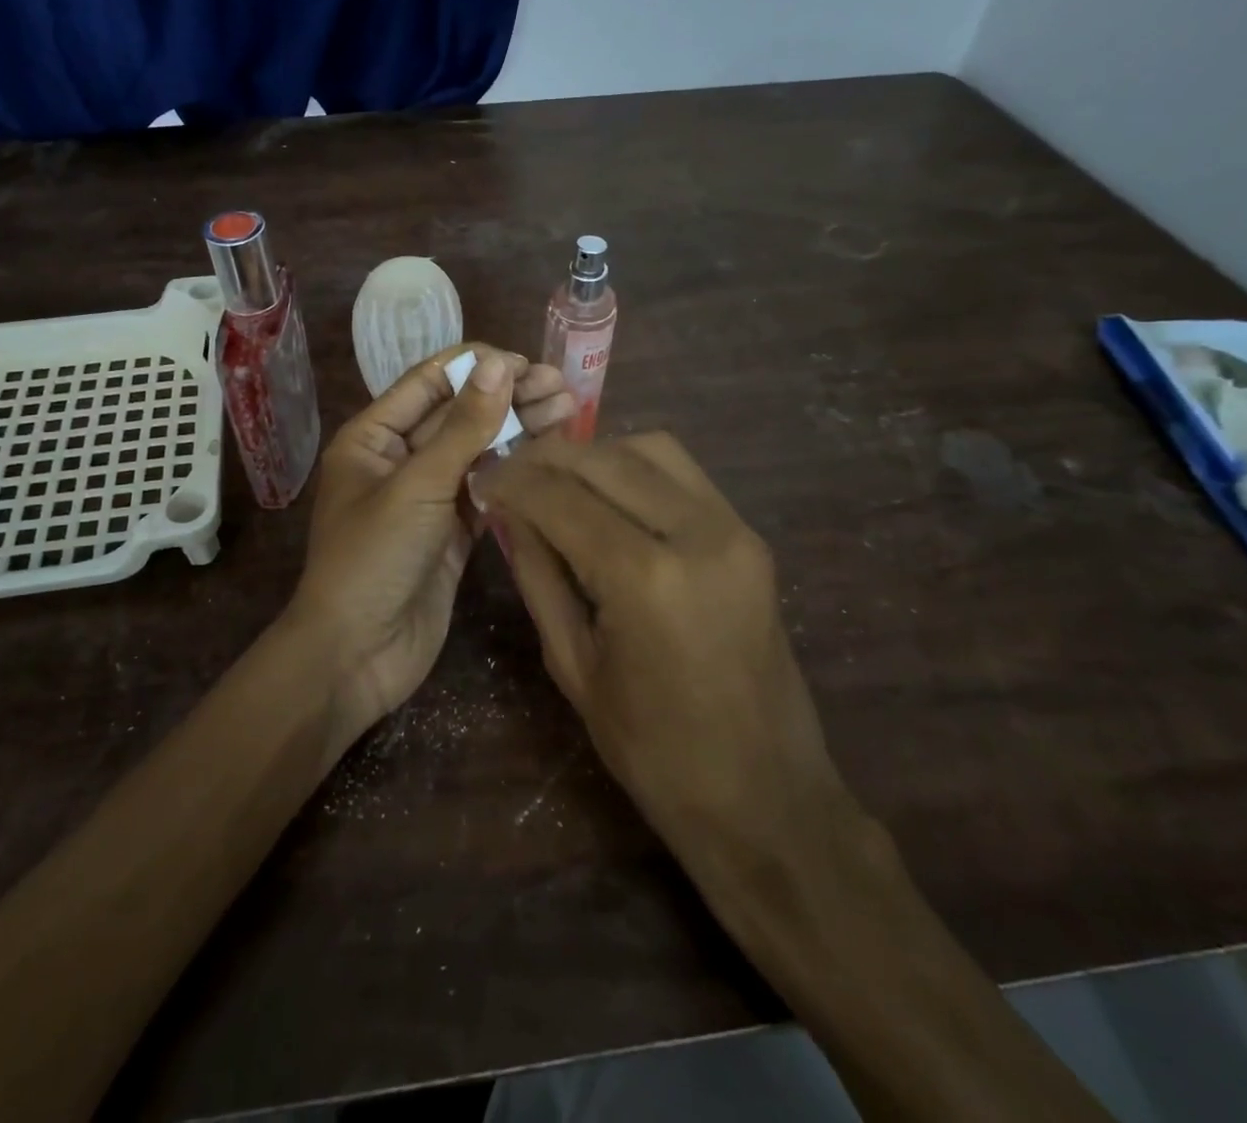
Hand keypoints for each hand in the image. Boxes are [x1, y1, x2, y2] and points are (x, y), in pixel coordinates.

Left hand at [285, 346, 574, 747]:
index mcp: (372, 437)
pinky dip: (514, 471)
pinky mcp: (450, 532)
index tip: (527, 363)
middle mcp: (398, 459)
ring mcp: (426, 497)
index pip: (428, 383)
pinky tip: (550, 455)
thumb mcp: (417, 486)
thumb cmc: (373, 559)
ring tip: (569, 410)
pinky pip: (485, 489)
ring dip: (518, 430)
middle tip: (562, 387)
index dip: (476, 367)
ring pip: (476, 451)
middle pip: (457, 415)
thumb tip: (498, 364)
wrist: (356, 654)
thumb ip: (462, 427)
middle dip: (507, 397)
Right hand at [478, 432, 853, 882]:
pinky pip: (684, 473)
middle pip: (604, 459)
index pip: (560, 499)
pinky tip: (605, 493)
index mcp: (646, 579)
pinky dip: (635, 467)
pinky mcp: (750, 536)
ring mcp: (734, 530)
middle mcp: (697, 534)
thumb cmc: (654, 752)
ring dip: (593, 454)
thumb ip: (538, 575)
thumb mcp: (573, 665)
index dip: (511, 481)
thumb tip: (508, 512)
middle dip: (545, 457)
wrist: (767, 797)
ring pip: (649, 449)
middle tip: (508, 471)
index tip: (479, 477)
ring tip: (555, 479)